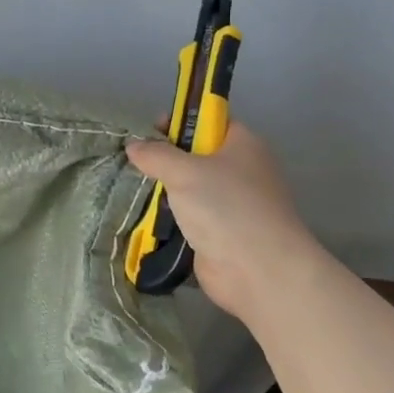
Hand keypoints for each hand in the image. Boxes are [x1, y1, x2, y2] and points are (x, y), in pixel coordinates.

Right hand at [125, 122, 319, 320]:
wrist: (259, 271)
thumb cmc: (226, 207)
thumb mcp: (184, 171)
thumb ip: (156, 154)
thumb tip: (134, 145)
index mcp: (243, 144)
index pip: (210, 121)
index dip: (181, 121)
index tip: (151, 129)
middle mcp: (241, 171)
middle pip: (198, 155)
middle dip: (167, 159)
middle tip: (138, 163)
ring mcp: (233, 205)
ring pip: (191, 189)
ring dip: (166, 192)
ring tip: (135, 190)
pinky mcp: (221, 234)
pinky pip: (190, 217)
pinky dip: (171, 219)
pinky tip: (146, 218)